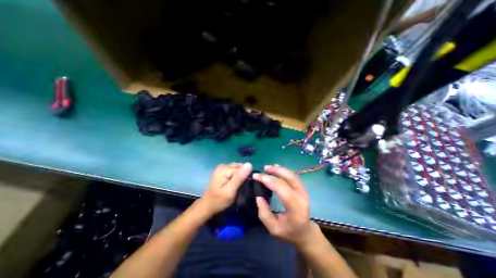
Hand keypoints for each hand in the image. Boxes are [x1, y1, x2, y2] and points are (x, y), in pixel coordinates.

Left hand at [199, 161, 252, 215]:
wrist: (208, 206)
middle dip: (243, 176)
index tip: (244, 187)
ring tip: (238, 186)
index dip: (245, 177)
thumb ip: (239, 177)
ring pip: (238, 169)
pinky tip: (235, 184)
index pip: (242, 168)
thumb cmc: (219, 201)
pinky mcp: (223, 171)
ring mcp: (222, 168)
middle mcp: (223, 165)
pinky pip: (234, 171)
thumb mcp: (230, 191)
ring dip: (240, 176)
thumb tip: (249, 164)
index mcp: (224, 168)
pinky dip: (237, 177)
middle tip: (240, 187)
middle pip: (240, 167)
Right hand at [253, 165, 315, 247]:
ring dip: (279, 169)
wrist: (305, 232)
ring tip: (268, 167)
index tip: (256, 176)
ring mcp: (303, 191)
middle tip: (263, 169)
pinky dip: (283, 170)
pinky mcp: (302, 188)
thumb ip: (264, 213)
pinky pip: (293, 176)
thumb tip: (258, 196)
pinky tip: (276, 168)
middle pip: (288, 178)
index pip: (281, 188)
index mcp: (295, 208)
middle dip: (274, 171)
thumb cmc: (289, 232)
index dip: (268, 180)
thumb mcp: (273, 229)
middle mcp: (301, 196)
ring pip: (291, 174)